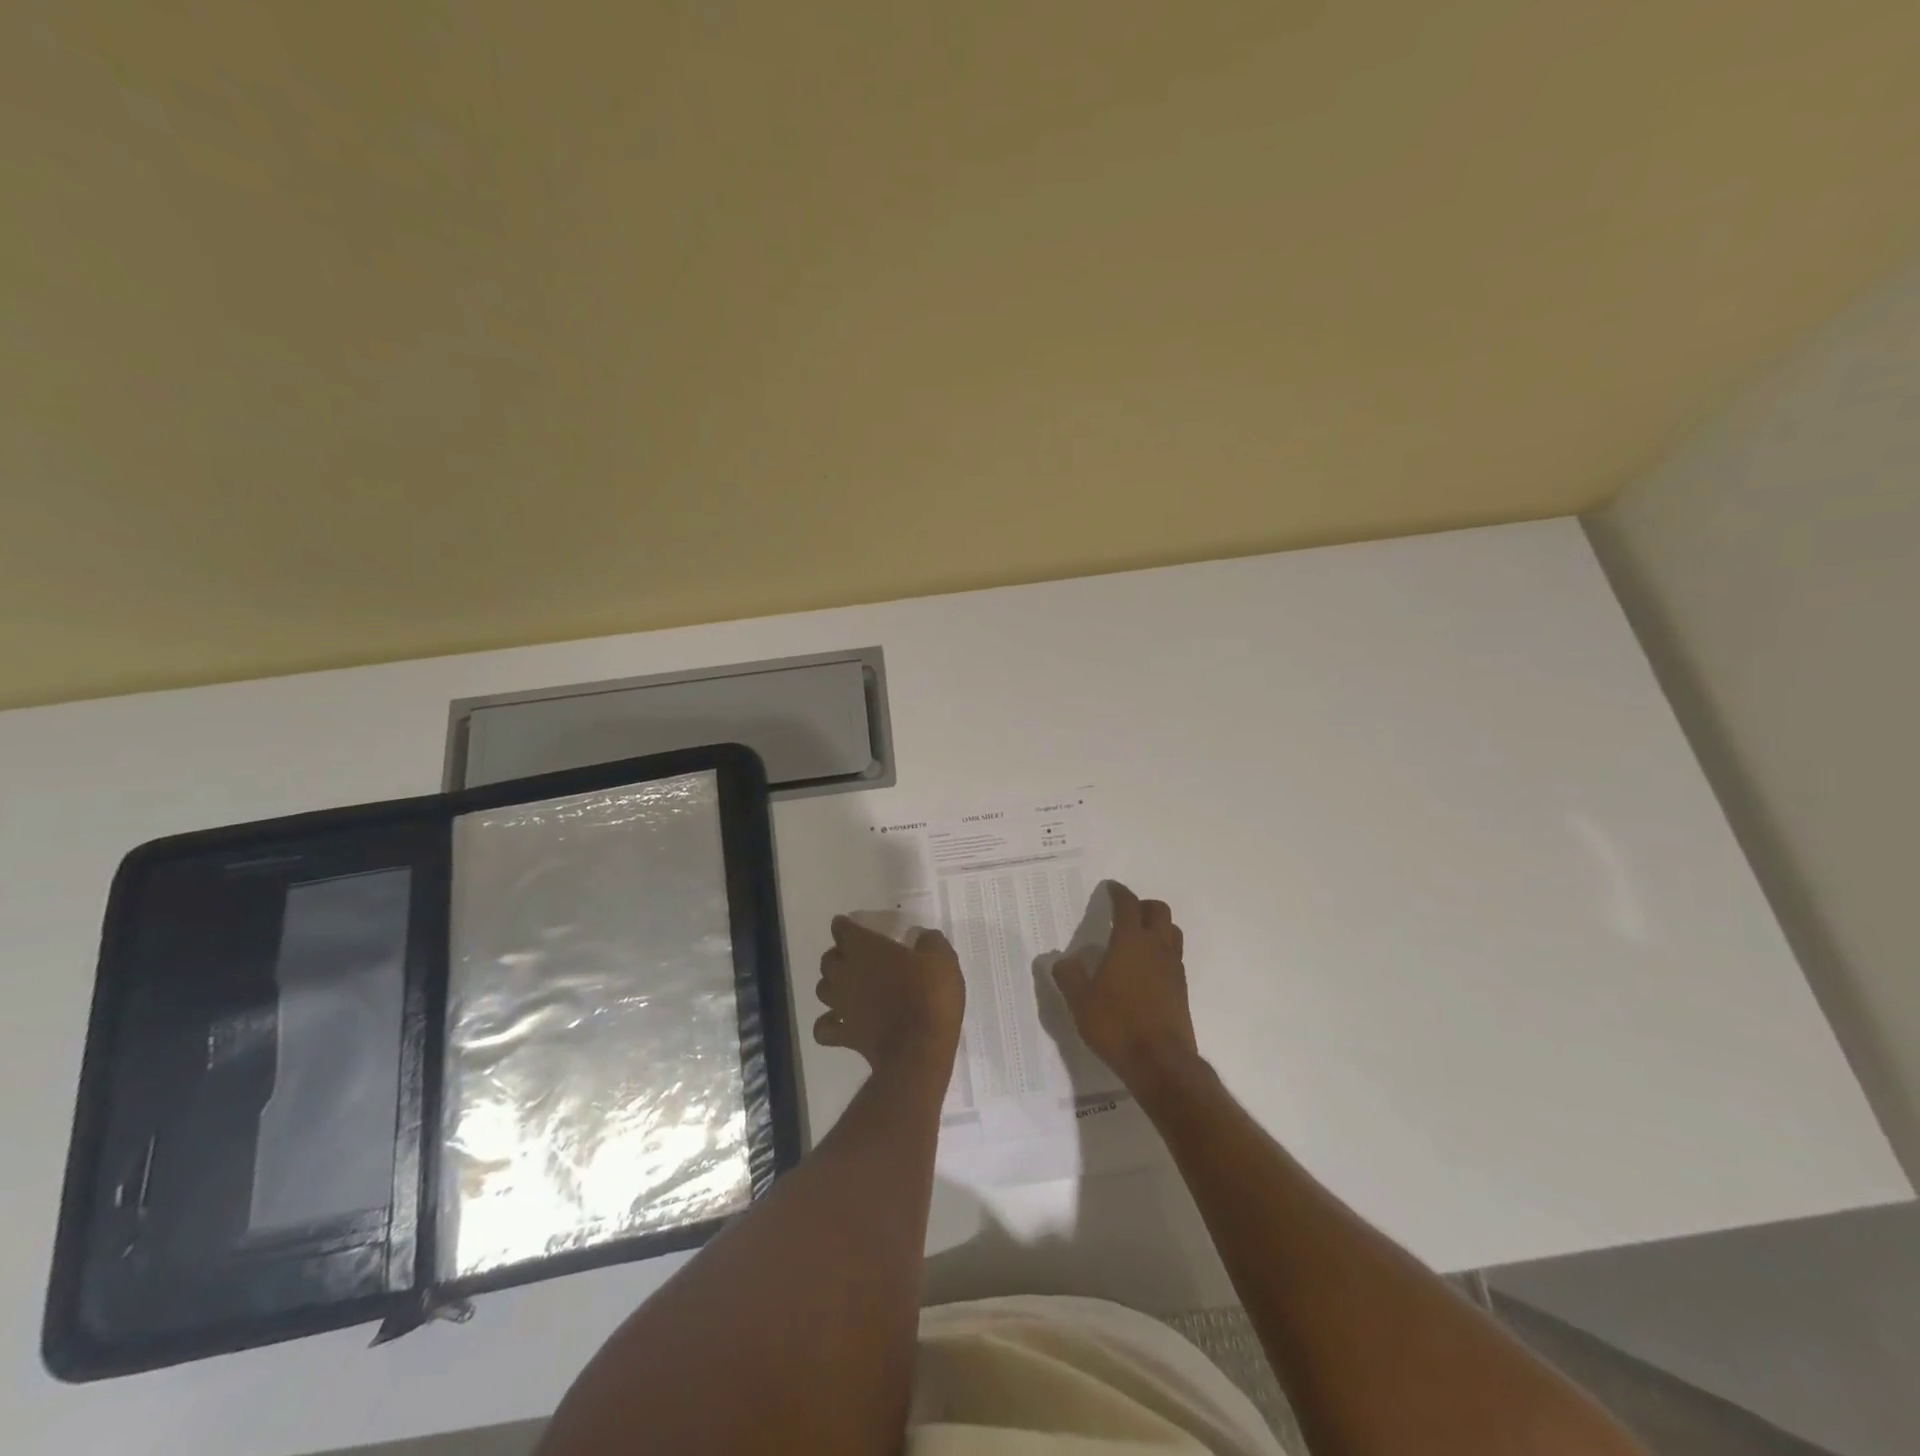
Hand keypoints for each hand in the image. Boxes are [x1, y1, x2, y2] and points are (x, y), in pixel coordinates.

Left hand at [814, 915, 965, 1076]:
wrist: (920, 1049)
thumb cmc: (930, 996)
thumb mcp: (942, 959)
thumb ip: (930, 941)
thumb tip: (921, 936)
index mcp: (865, 948)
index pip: (842, 929)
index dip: (846, 926)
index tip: (853, 925)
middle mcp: (845, 973)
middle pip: (828, 959)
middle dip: (839, 955)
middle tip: (857, 957)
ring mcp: (841, 1006)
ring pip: (822, 989)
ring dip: (831, 985)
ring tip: (847, 986)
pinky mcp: (844, 1035)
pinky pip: (824, 1028)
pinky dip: (828, 1023)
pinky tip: (840, 1022)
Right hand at [1052, 883, 1200, 1094]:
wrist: (1160, 1062)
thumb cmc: (1116, 1025)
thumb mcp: (1080, 1001)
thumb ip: (1069, 976)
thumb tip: (1063, 960)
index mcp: (1130, 941)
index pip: (1128, 905)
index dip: (1118, 892)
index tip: (1110, 888)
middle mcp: (1156, 947)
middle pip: (1158, 910)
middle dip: (1142, 905)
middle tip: (1125, 912)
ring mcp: (1173, 968)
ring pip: (1172, 931)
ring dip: (1158, 926)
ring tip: (1138, 938)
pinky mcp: (1182, 989)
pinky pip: (1174, 956)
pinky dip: (1162, 951)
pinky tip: (1146, 969)